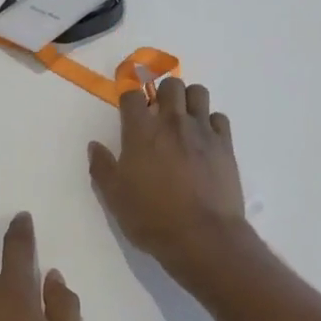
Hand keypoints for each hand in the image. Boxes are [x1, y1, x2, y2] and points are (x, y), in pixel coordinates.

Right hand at [88, 79, 248, 280]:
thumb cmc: (151, 217)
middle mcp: (172, 122)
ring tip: (183, 119)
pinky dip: (210, 122)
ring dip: (188, 100)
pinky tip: (204, 139)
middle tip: (157, 112)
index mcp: (140, 132)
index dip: (128, 95)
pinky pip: (219, 118)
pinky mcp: (225, 144)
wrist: (202, 236)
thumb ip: (102, 167)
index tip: (128, 105)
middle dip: (162, 92)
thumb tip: (95, 146)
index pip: (132, 94)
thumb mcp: (114, 197)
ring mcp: (202, 131)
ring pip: (198, 93)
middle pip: (170, 84)